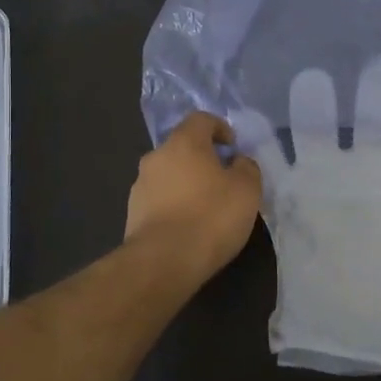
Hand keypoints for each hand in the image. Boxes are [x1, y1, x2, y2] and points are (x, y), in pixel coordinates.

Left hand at [125, 112, 262, 280]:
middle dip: (203, 159)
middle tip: (224, 180)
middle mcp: (156, 157)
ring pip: (169, 175)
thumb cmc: (211, 216)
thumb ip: (246, 167)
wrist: (163, 261)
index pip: (201, 119)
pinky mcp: (133, 213)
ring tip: (206, 208)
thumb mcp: (247, 189)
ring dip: (187, 183)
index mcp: (184, 142)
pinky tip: (189, 227)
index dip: (220, 128)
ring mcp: (140, 186)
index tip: (233, 148)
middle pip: (182, 147)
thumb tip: (237, 162)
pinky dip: (174, 205)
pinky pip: (159, 200)